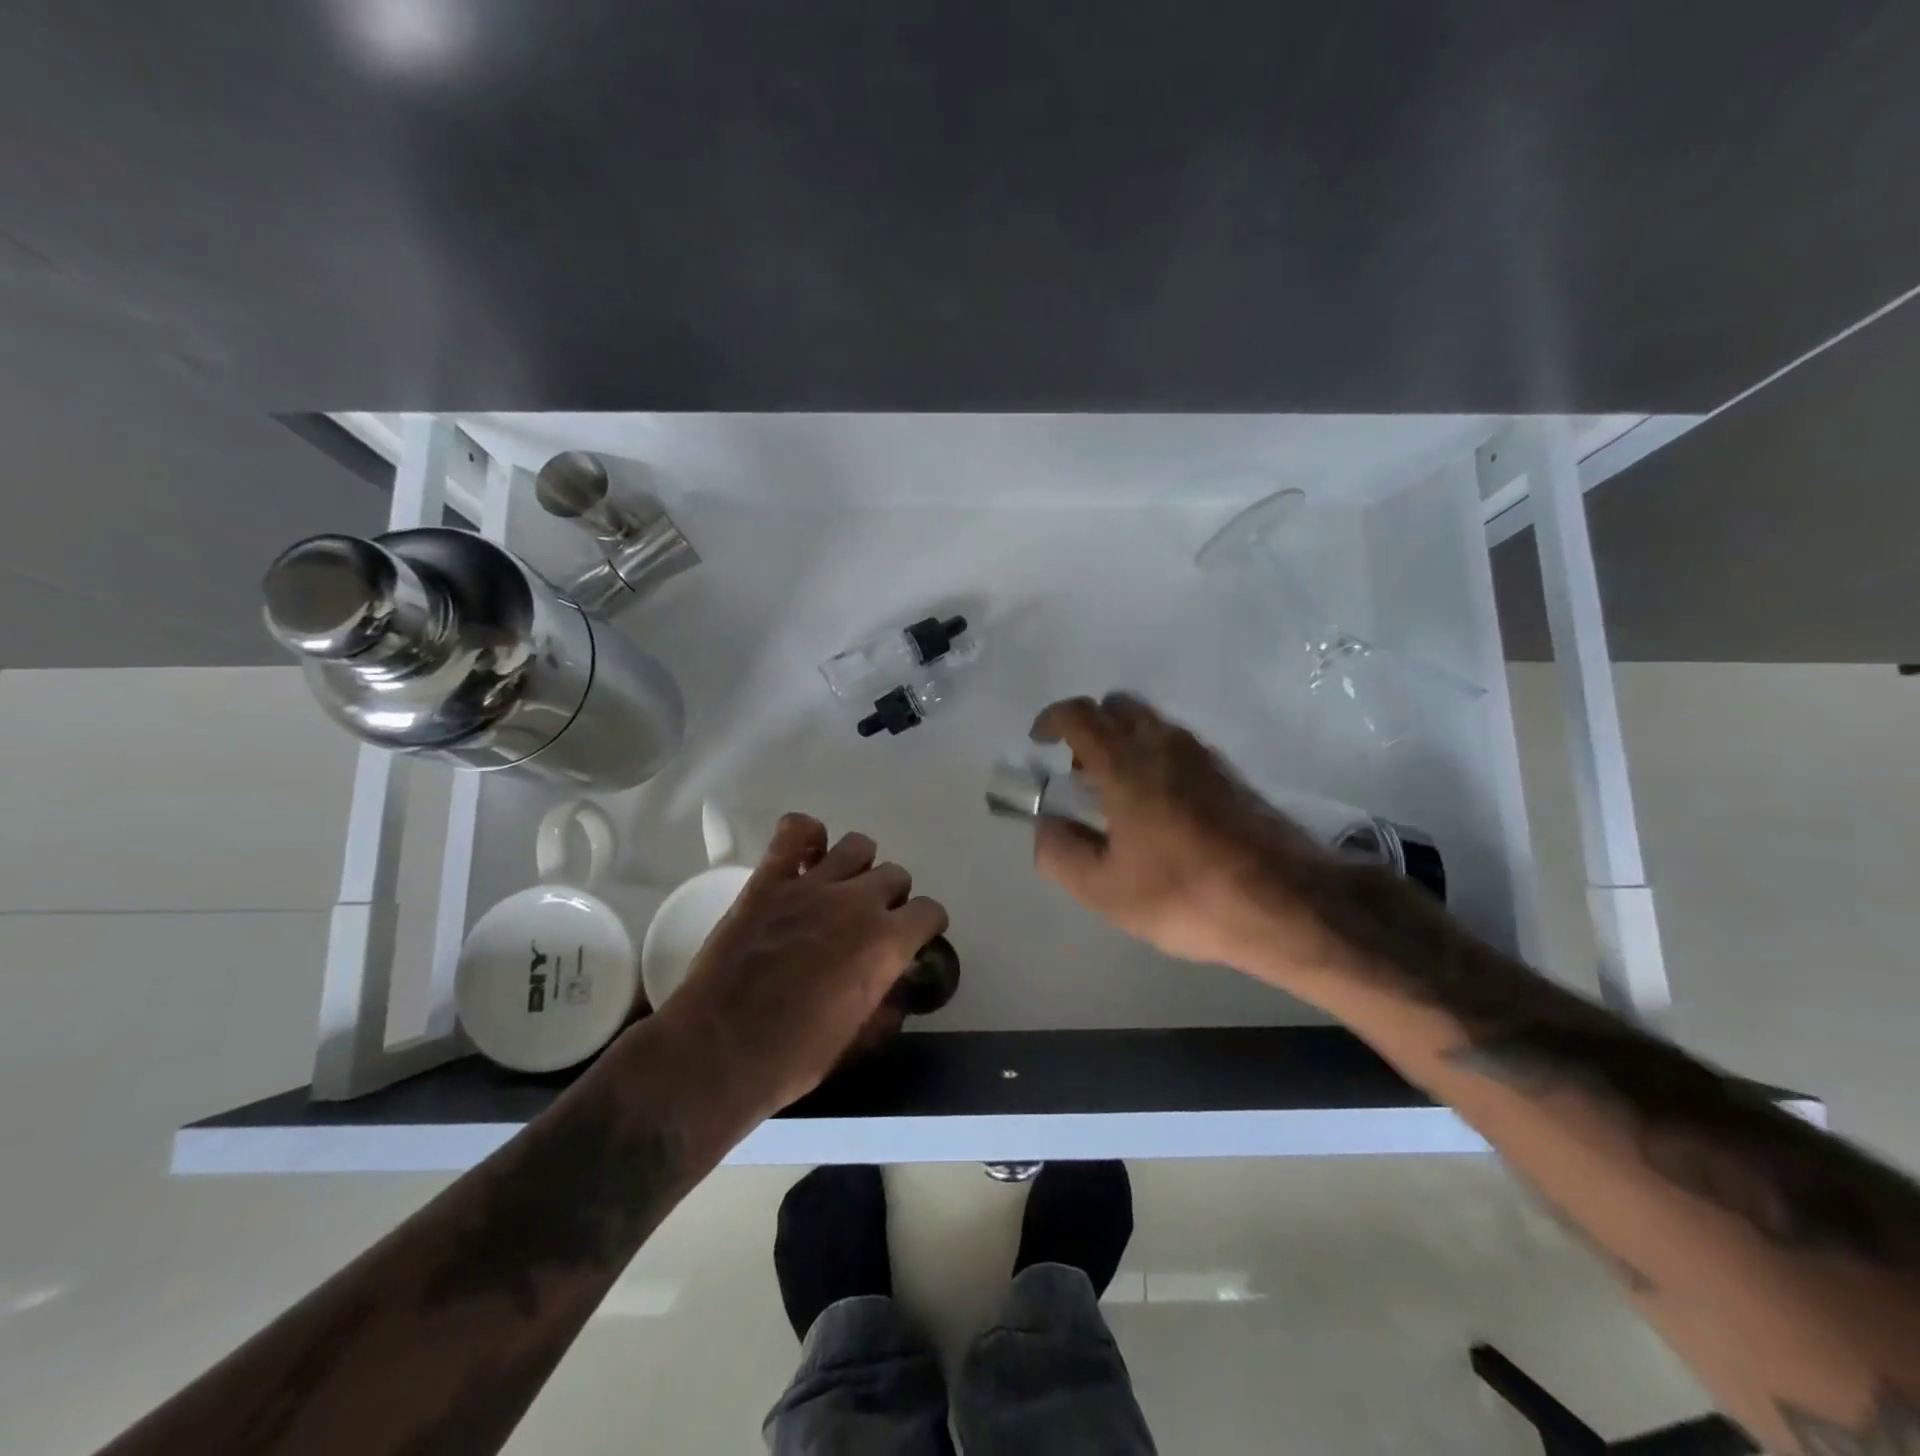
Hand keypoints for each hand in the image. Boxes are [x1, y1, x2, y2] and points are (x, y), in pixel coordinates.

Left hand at [653, 815, 947, 1120]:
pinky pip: (796, 829)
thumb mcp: (855, 1043)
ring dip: (858, 866)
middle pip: (895, 875)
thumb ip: (884, 1011)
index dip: (925, 925)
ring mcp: (812, 885)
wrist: (717, 1051)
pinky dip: (807, 834)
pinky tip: (805, 857)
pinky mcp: (769, 879)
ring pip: (857, 845)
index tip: (914, 937)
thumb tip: (897, 996)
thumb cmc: (792, 1058)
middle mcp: (857, 903)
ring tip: (840, 888)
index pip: (929, 911)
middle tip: (870, 921)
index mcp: (886, 944)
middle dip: (891, 898)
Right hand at [1029, 693, 1355, 977]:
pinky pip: (1177, 745)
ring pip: (1151, 724)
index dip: (1052, 720)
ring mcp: (1203, 754)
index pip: (1079, 714)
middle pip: (1117, 707)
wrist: (1289, 902)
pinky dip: (1154, 758)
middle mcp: (1164, 743)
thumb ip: (1060, 853)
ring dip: (1123, 744)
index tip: (1039, 742)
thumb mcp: (1104, 889)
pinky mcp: (1229, 772)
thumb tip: (1045, 825)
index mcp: (1126, 763)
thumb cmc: (1186, 893)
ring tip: (1117, 798)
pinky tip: (1159, 810)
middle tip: (1079, 773)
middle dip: (1089, 729)